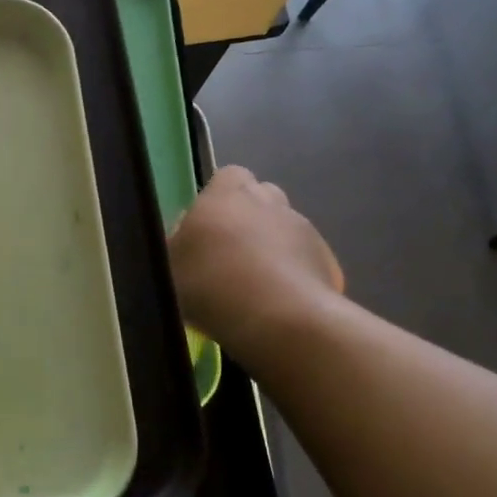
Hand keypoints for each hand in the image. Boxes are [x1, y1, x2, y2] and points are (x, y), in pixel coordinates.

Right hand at [168, 166, 343, 363]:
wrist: (279, 320)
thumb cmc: (211, 283)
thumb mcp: (169, 265)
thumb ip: (176, 243)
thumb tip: (186, 235)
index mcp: (227, 194)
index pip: (228, 176)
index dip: (218, 197)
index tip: (206, 224)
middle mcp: (269, 202)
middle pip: (261, 197)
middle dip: (248, 217)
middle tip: (228, 252)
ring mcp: (304, 229)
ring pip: (285, 228)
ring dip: (271, 245)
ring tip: (254, 282)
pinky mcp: (328, 260)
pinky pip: (305, 259)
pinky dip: (293, 272)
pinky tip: (278, 302)